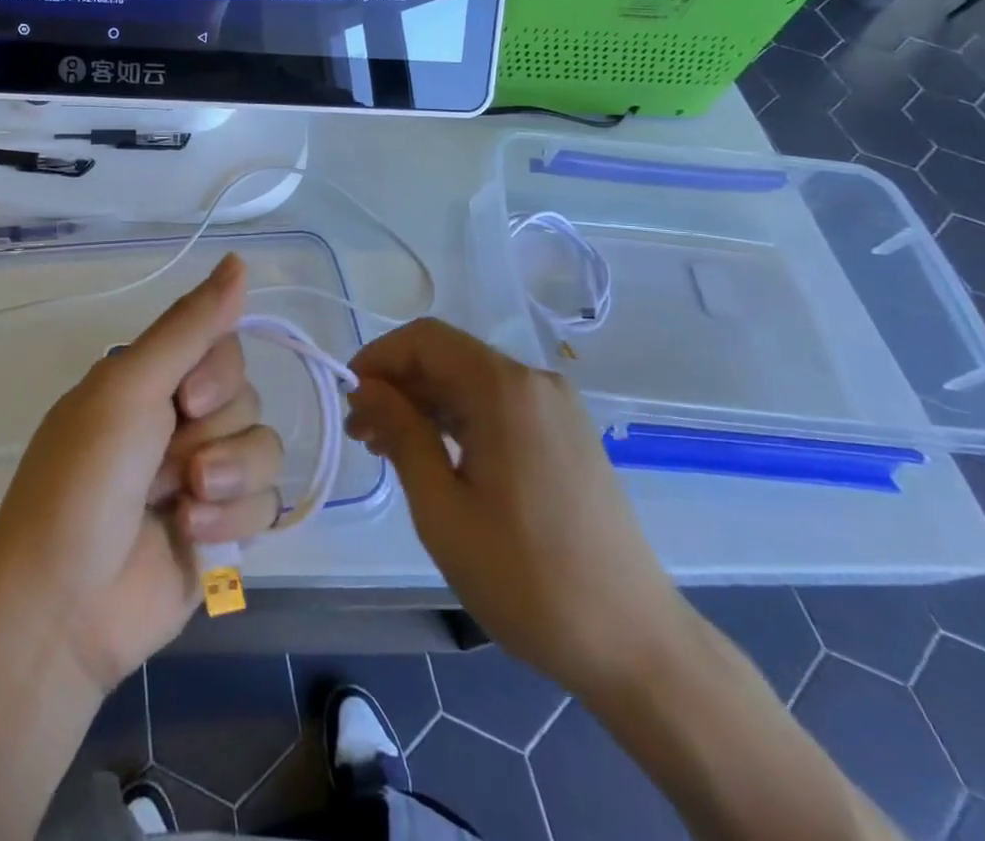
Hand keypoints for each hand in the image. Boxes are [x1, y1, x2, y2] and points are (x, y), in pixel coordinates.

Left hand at [0, 254, 285, 694]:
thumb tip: (240, 260)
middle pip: (246, 396)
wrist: (63, 605)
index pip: (223, 346)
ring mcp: (204, 475)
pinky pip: (266, 501)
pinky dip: (231, 517)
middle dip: (213, 432)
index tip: (184, 399)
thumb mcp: (131, 388)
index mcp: (151, 381)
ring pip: (263, 447)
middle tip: (167, 463)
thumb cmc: (84, 481)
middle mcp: (179, 420)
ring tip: (181, 504)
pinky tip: (191, 534)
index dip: (217, 372)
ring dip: (226, 477)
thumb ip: (191, 326)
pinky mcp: (224, 527)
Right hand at [346, 318, 689, 699]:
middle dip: (397, 385)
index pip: (425, 339)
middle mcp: (535, 383)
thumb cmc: (527, 578)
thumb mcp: (442, 509)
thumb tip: (366, 388)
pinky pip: (499, 407)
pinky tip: (435, 459)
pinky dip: (459, 421)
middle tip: (360, 435)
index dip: (378, 358)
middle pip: (448, 358)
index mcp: (505, 389)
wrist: (636, 645)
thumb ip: (401, 434)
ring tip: (388, 451)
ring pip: (472, 383)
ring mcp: (557, 409)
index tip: (349, 400)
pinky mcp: (567, 436)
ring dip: (424, 405)